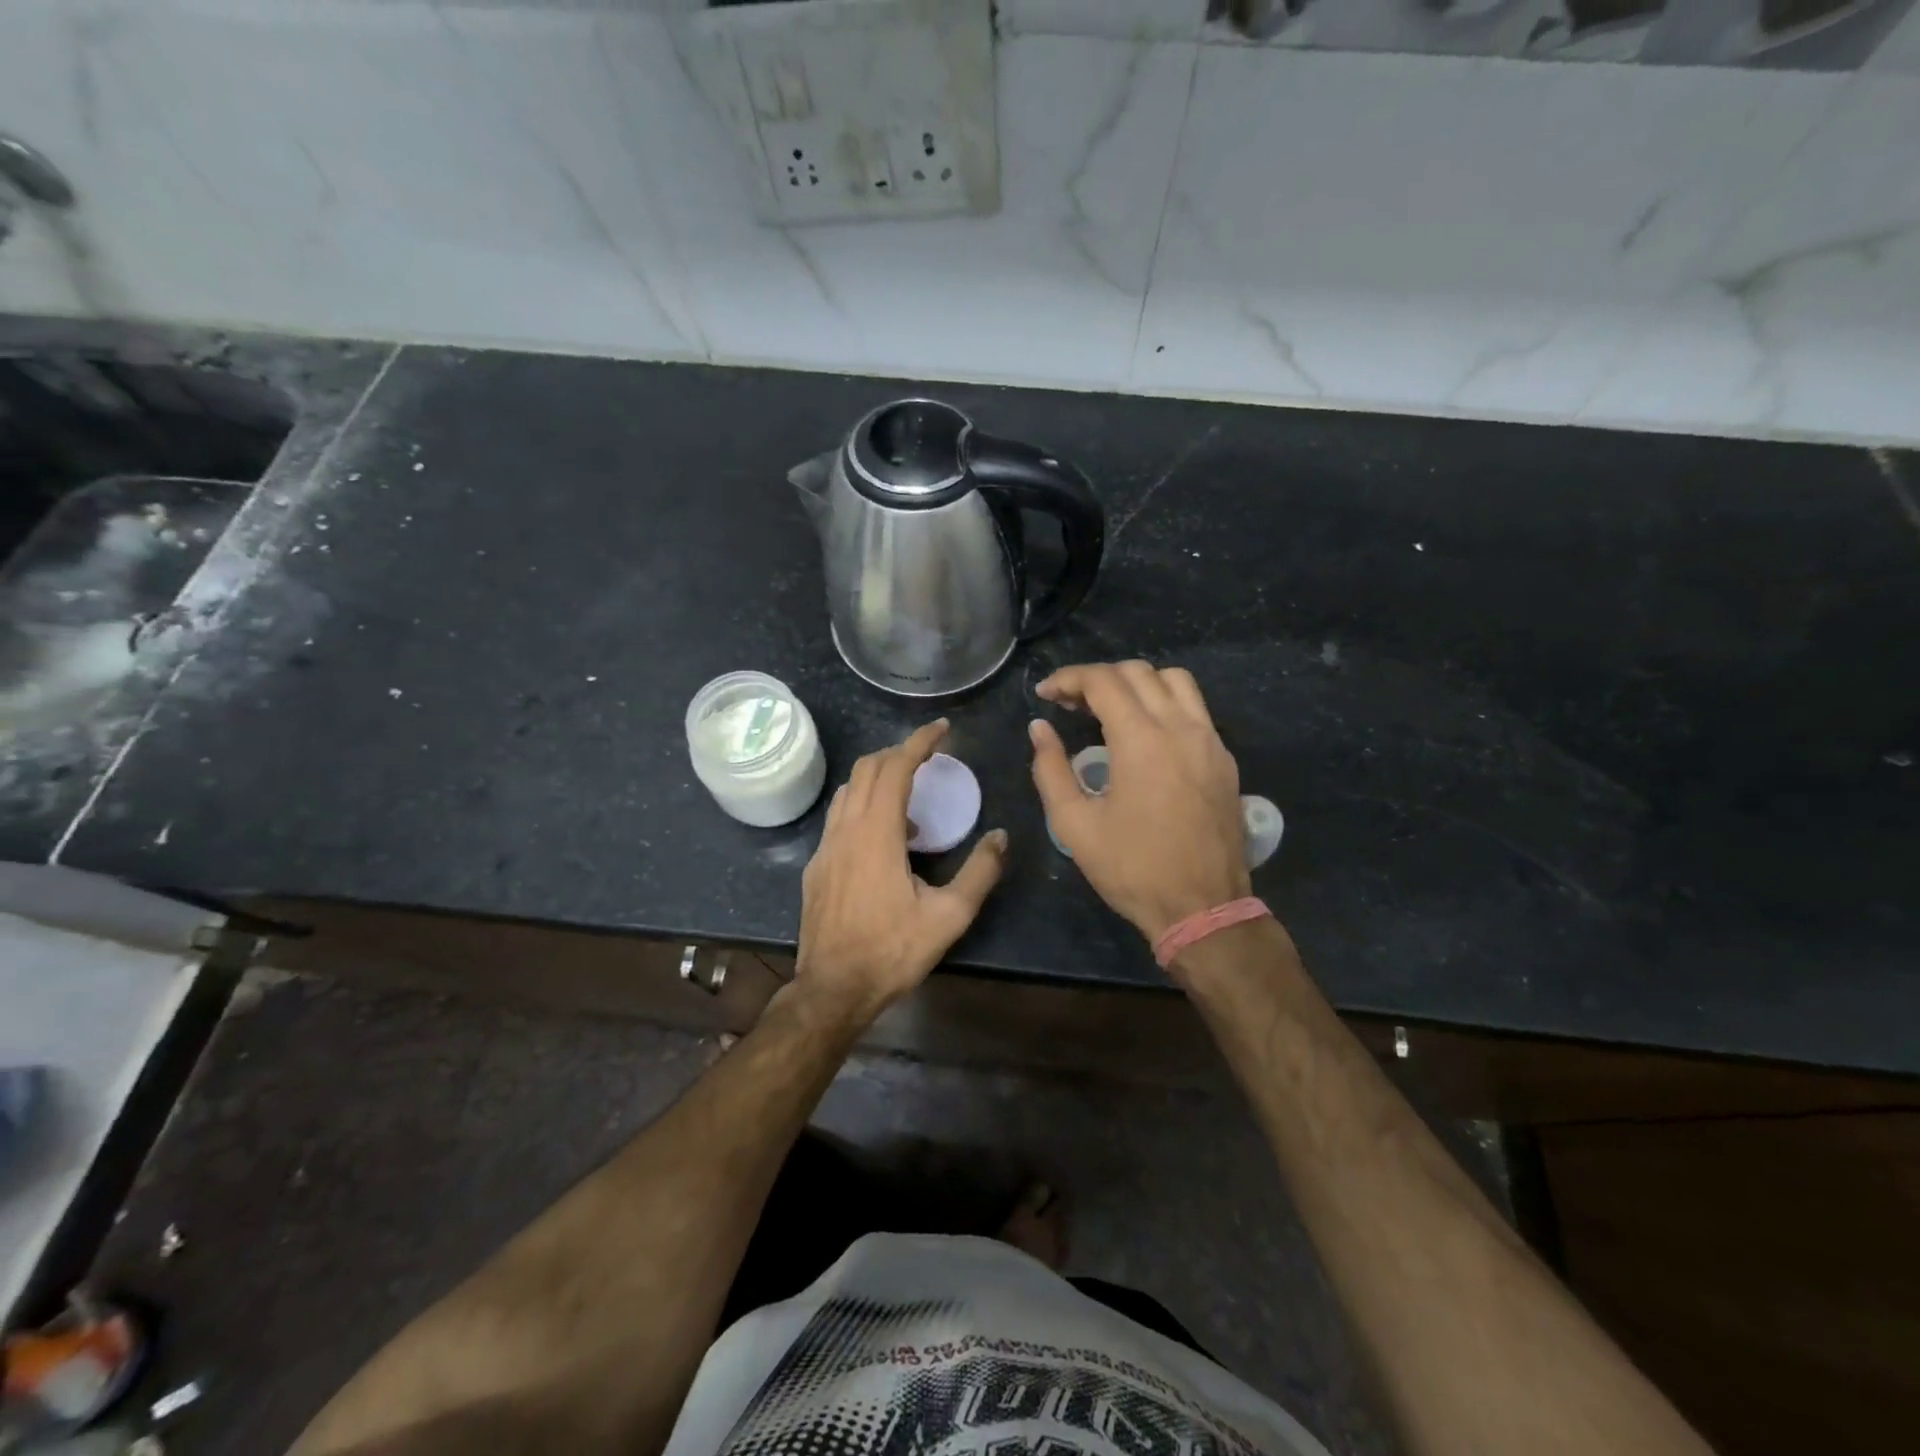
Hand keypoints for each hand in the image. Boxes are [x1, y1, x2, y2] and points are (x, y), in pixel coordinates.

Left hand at [795, 719, 1006, 1020]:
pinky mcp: (816, 866)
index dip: (919, 742)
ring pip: (848, 791)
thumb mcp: (949, 916)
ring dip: (877, 778)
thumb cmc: (892, 950)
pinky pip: (839, 817)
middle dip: (898, 753)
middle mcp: (846, 829)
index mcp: (877, 833)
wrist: (833, 988)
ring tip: (909, 794)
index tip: (941, 729)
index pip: (895, 768)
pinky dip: (863, 806)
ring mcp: (825, 847)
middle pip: (867, 769)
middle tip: (928, 757)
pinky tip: (884, 837)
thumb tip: (1000, 837)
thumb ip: (979, 872)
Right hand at [1029, 661, 1248, 944]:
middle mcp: (1181, 728)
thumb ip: (1051, 769)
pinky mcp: (1224, 759)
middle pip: (1138, 673)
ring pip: (1174, 681)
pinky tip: (1146, 734)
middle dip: (1098, 678)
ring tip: (1111, 708)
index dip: (1068, 679)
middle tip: (1070, 703)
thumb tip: (1039, 729)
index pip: (1103, 681)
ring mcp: (1210, 741)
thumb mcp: (1074, 825)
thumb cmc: (1132, 869)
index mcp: (1142, 740)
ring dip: (1137, 683)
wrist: (1203, 908)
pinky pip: (1195, 709)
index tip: (1046, 694)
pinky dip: (1165, 703)